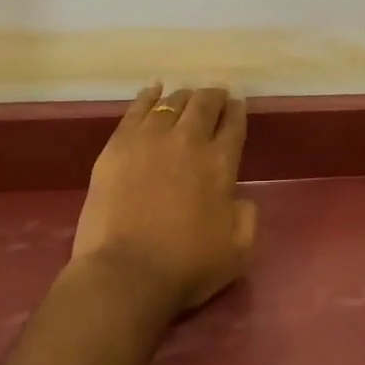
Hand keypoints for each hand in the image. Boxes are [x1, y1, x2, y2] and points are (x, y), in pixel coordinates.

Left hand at [70, 83, 257, 315]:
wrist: (125, 274)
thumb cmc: (186, 267)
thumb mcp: (239, 250)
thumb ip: (246, 216)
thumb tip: (238, 198)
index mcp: (221, 162)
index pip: (234, 123)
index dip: (237, 111)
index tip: (237, 106)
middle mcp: (189, 140)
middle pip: (204, 103)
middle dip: (214, 96)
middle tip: (215, 97)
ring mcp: (149, 139)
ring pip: (172, 102)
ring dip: (184, 97)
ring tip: (186, 98)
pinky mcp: (117, 146)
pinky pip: (137, 109)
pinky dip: (149, 96)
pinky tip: (154, 90)